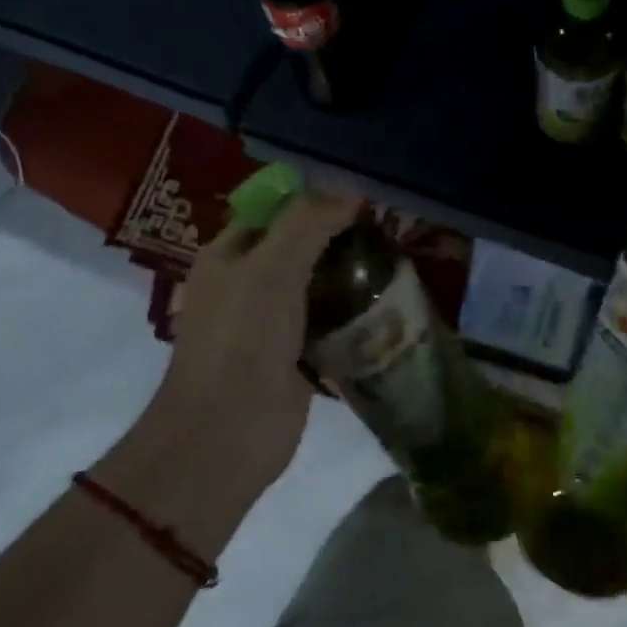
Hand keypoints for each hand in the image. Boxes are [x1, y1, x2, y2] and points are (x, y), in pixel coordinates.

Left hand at [157, 187, 362, 487]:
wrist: (227, 434)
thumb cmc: (242, 340)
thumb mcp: (271, 268)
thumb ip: (308, 224)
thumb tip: (351, 192)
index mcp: (228, 256)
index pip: (274, 211)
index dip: (313, 199)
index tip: (361, 198)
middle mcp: (248, 285)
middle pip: (300, 248)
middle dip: (340, 238)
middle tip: (389, 229)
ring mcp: (273, 324)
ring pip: (319, 287)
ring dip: (352, 278)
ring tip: (398, 262)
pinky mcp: (296, 358)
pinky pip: (330, 326)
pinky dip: (355, 317)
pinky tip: (390, 308)